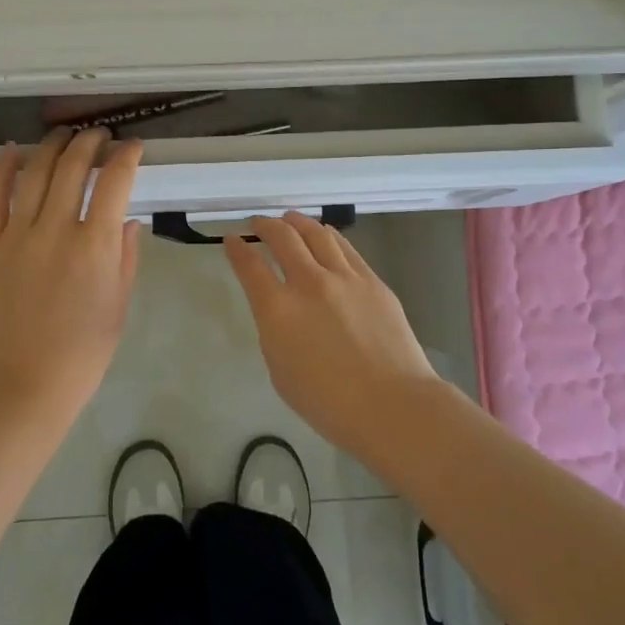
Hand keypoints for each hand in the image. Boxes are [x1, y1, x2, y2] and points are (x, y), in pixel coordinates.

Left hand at [0, 129, 142, 421]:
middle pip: (73, 166)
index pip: (114, 181)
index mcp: (94, 246)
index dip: (127, 156)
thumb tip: (126, 219)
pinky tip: (13, 150)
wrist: (21, 386)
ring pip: (35, 172)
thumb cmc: (82, 353)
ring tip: (64, 134)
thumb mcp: (119, 306)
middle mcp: (56, 230)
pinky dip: (4, 168)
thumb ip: (125, 257)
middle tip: (100, 135)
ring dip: (52, 145)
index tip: (133, 147)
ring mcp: (16, 235)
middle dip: (90, 141)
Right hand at [223, 212, 448, 459]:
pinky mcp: (372, 280)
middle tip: (258, 223)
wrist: (392, 404)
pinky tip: (325, 236)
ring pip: (316, 233)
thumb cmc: (329, 403)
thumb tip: (281, 310)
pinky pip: (345, 247)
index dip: (236, 248)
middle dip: (265, 225)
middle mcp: (309, 283)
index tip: (231, 239)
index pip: (250, 266)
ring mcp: (344, 277)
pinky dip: (327, 236)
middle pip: (282, 237)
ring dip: (297, 222)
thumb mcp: (281, 371)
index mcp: (278, 310)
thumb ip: (275, 332)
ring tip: (290, 220)